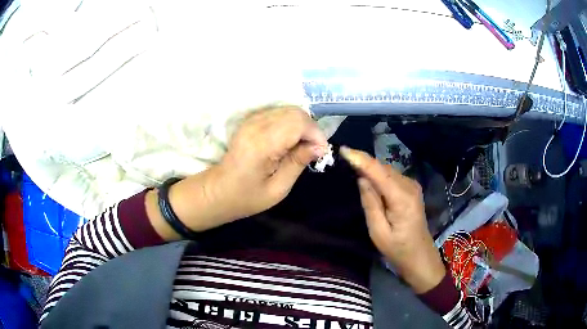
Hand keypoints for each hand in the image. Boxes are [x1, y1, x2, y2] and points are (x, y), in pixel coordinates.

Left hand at [212, 106, 327, 222]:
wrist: (217, 191)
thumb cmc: (246, 196)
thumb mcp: (278, 189)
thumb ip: (298, 163)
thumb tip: (320, 147)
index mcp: (261, 144)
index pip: (298, 123)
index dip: (315, 134)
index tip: (320, 153)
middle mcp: (255, 125)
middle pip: (295, 112)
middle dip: (310, 129)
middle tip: (312, 150)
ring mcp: (251, 120)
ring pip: (288, 110)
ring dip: (301, 125)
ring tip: (301, 147)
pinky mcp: (250, 120)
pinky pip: (278, 113)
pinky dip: (290, 123)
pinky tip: (288, 141)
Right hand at [340, 146, 445, 293]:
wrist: (419, 255)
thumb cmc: (397, 249)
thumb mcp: (378, 232)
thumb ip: (370, 203)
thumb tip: (362, 178)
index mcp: (401, 198)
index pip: (378, 172)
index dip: (360, 159)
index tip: (343, 149)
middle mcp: (409, 186)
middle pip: (383, 168)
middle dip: (363, 160)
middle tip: (344, 156)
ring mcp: (412, 186)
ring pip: (387, 170)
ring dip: (370, 166)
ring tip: (352, 164)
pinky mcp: (411, 189)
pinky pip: (391, 176)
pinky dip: (378, 173)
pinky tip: (369, 176)